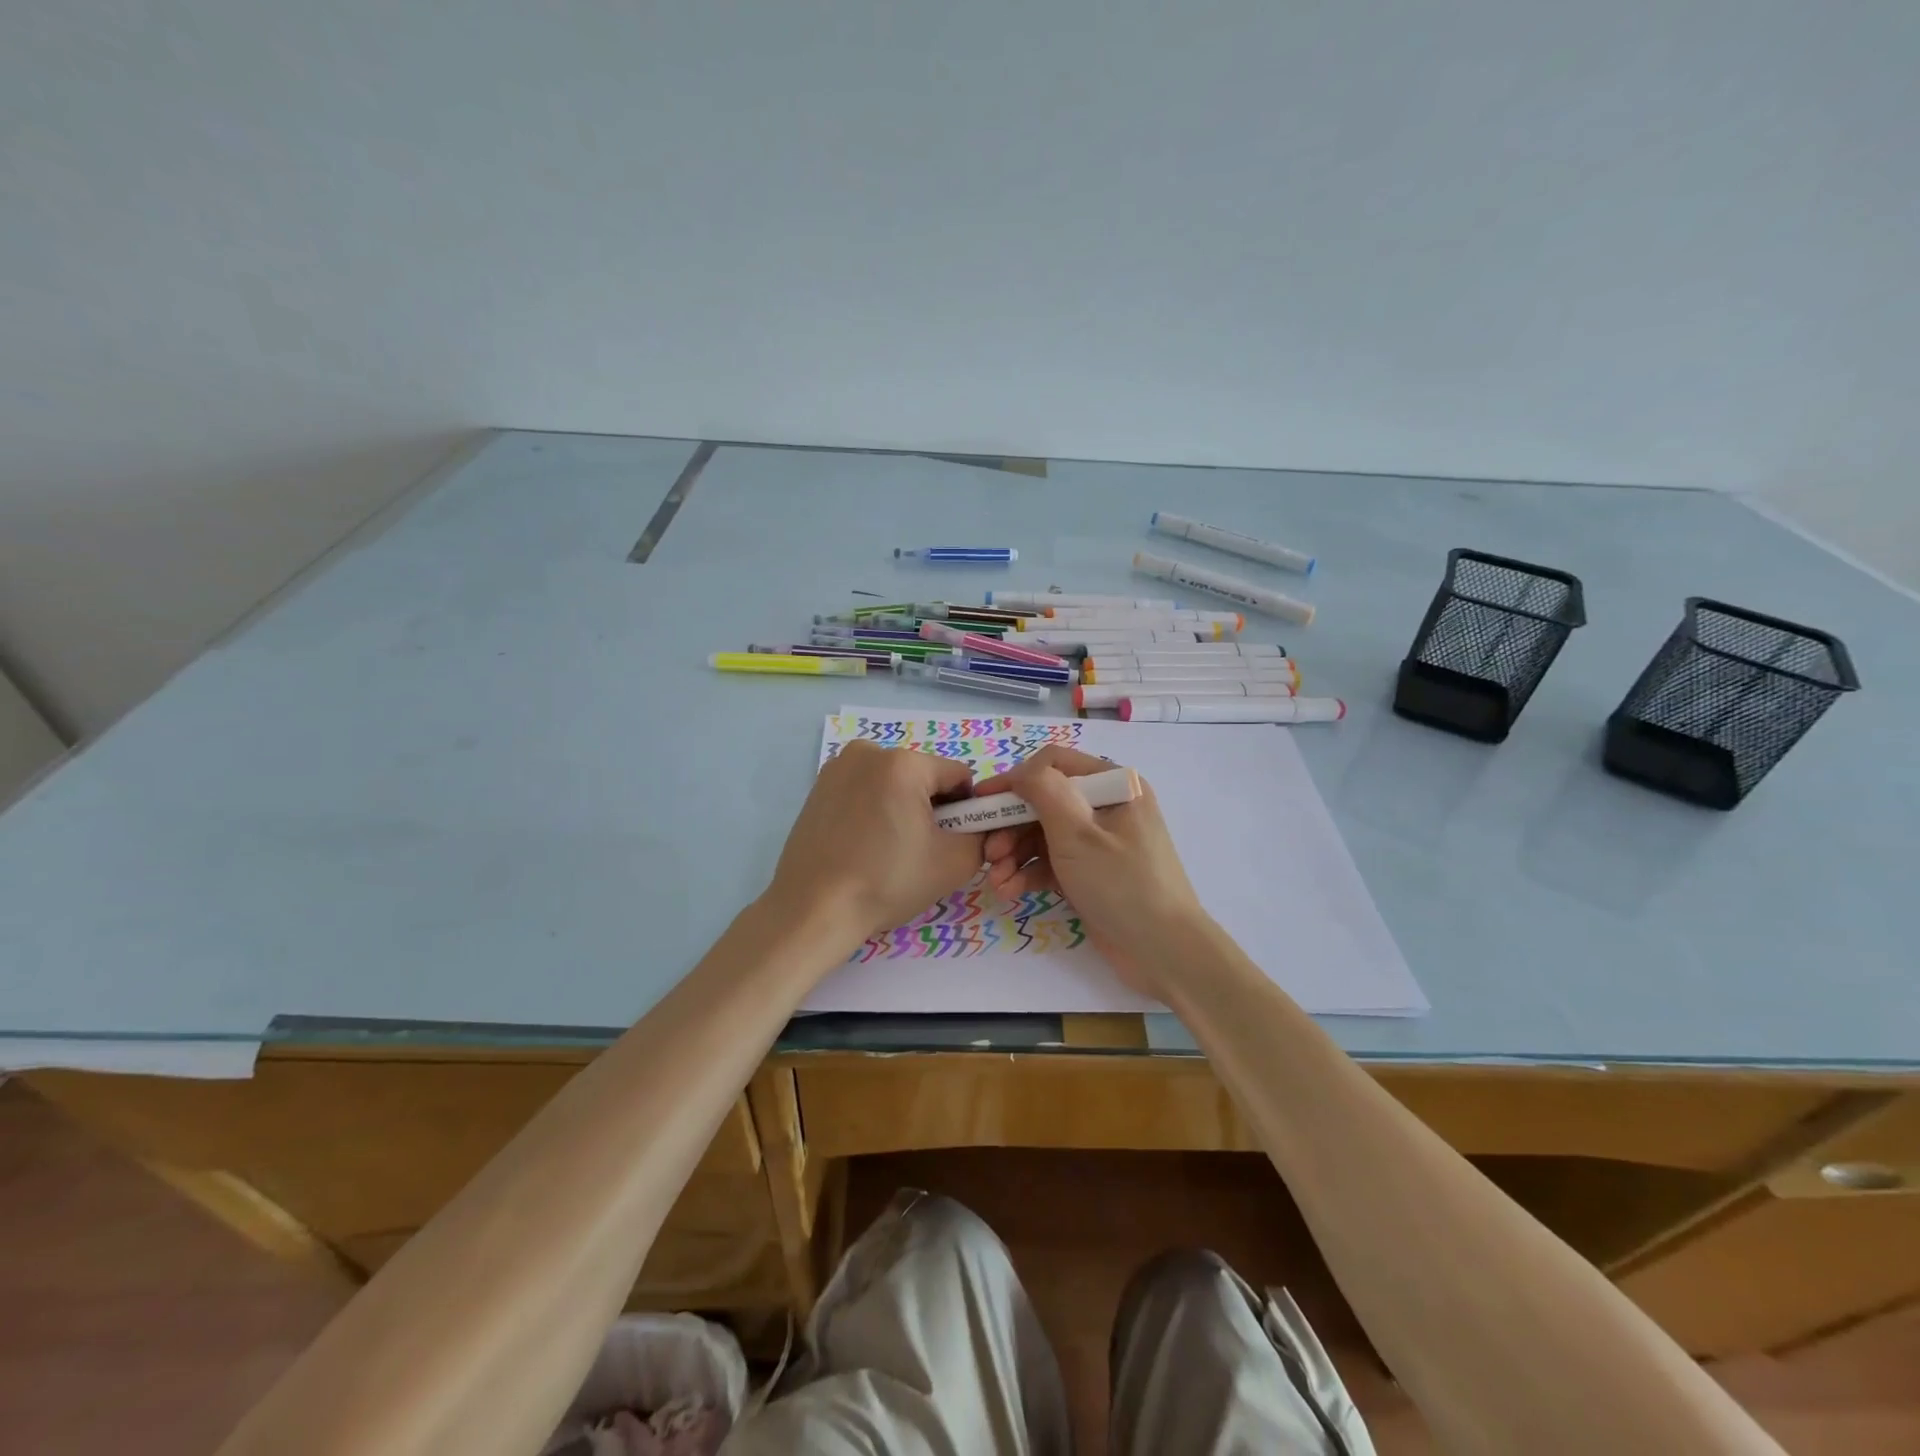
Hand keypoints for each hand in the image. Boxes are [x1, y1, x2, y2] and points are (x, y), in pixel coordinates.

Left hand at [764, 742, 984, 950]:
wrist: (814, 909)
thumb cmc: (886, 882)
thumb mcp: (954, 863)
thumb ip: (982, 836)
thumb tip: (978, 827)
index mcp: (904, 763)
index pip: (958, 776)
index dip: (966, 810)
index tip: (951, 842)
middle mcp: (868, 752)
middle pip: (923, 776)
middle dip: (931, 807)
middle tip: (919, 851)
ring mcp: (838, 767)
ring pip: (893, 783)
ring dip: (902, 808)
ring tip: (888, 850)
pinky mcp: (818, 787)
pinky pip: (865, 790)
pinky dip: (873, 810)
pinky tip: (863, 845)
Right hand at [973, 746, 1212, 997]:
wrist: (1164, 952)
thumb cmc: (1122, 884)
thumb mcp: (1078, 834)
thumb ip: (1045, 792)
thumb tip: (1020, 771)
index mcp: (1114, 785)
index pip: (1053, 764)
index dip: (1014, 780)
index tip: (981, 803)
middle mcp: (1106, 805)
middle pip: (1044, 802)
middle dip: (1011, 826)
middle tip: (987, 852)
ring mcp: (1099, 840)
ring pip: (1043, 834)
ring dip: (1015, 854)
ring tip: (995, 880)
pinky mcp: (1091, 871)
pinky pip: (1052, 861)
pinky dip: (1030, 873)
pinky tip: (1009, 890)